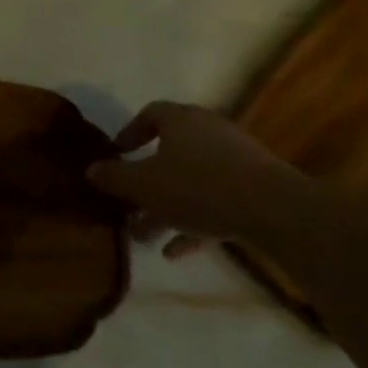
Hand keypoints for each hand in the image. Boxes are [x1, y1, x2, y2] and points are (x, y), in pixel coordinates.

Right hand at [87, 102, 321, 252]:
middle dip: (146, 182)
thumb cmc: (198, 188)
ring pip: (192, 181)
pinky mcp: (256, 188)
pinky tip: (177, 253)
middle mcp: (209, 132)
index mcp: (181, 120)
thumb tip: (91, 169)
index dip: (130, 133)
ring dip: (167, 207)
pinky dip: (195, 222)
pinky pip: (216, 202)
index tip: (117, 155)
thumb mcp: (144, 185)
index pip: (150, 115)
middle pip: (170, 153)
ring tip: (145, 238)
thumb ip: (114, 177)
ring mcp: (236, 160)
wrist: (276, 212)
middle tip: (127, 205)